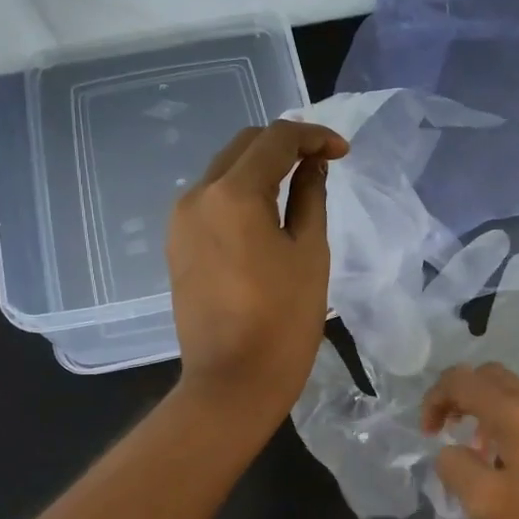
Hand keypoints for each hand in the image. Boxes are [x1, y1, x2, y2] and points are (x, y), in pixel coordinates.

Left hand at [167, 120, 348, 425]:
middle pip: (243, 146)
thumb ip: (310, 197)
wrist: (232, 381)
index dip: (313, 136)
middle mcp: (197, 195)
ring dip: (261, 167)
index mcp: (233, 194)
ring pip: (224, 170)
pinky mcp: (176, 243)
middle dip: (285, 145)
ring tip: (298, 185)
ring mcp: (180, 220)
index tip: (342, 153)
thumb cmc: (283, 320)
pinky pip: (211, 199)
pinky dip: (240, 192)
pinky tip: (266, 213)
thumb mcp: (309, 252)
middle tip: (322, 162)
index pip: (275, 139)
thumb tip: (312, 165)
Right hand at [421, 362, 518, 518]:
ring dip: (487, 412)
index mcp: (516, 412)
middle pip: (491, 376)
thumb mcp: (486, 504)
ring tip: (477, 454)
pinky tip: (513, 468)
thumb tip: (449, 451)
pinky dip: (512, 425)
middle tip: (447, 430)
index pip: (463, 380)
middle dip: (461, 395)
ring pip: (516, 394)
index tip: (427, 434)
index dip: (435, 399)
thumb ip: (456, 467)